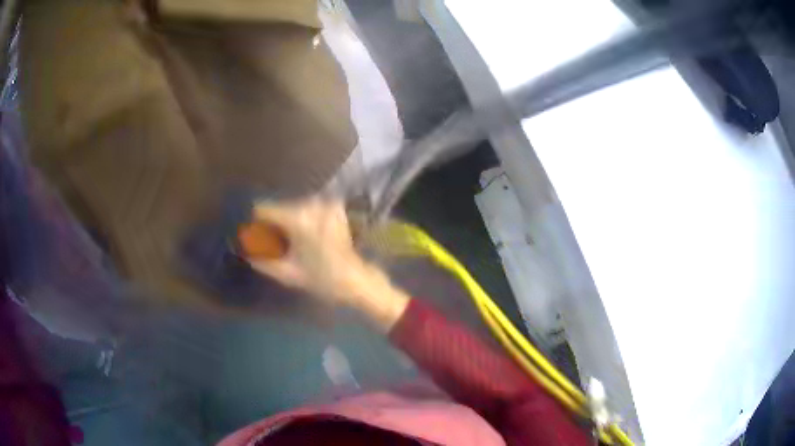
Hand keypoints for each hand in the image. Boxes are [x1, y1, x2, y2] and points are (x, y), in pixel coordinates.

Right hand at [248, 197, 409, 330]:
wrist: (357, 279)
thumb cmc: (322, 279)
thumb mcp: (287, 273)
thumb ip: (262, 261)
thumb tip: (244, 251)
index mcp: (298, 219)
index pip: (264, 208)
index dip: (256, 221)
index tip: (254, 233)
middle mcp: (312, 204)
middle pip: (280, 207)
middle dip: (273, 222)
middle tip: (272, 241)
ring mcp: (326, 203)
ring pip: (295, 206)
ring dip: (289, 220)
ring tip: (291, 241)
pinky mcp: (335, 207)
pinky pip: (310, 209)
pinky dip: (305, 218)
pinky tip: (306, 235)